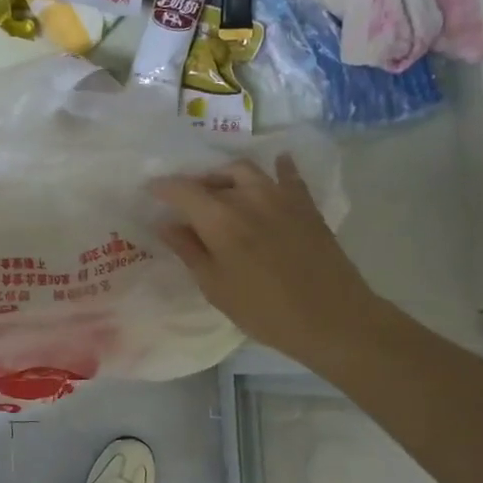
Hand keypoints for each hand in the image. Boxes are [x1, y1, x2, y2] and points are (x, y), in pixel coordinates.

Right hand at [151, 155, 387, 365]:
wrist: (332, 318)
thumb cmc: (264, 310)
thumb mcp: (215, 286)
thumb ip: (189, 250)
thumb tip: (166, 224)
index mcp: (220, 219)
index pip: (183, 190)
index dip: (163, 188)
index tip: (150, 190)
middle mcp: (248, 197)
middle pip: (213, 178)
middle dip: (193, 185)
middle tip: (184, 200)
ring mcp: (281, 197)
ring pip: (246, 171)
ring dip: (225, 175)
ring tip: (219, 189)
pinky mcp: (306, 205)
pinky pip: (288, 176)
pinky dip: (277, 168)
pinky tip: (276, 164)